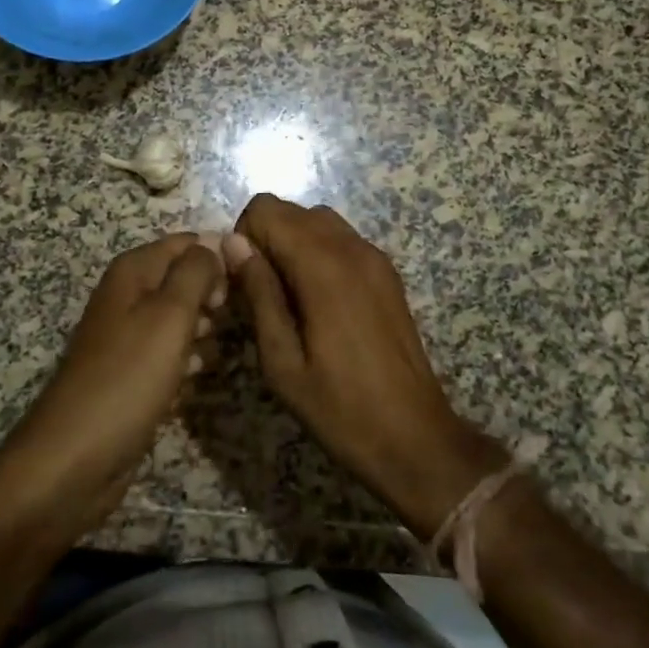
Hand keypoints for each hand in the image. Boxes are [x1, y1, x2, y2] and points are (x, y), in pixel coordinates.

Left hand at [0, 234, 223, 541]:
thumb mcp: (170, 314)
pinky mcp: (132, 374)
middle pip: (185, 279)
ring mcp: (129, 337)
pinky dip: (185, 364)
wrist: (75, 460)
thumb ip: (196, 271)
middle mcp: (129, 296)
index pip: (187, 242)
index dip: (217, 257)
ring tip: (211, 356)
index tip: (244, 285)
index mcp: (133, 271)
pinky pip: (170, 355)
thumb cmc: (128, 377)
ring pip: (181, 319)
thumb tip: (216, 239)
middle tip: (226, 324)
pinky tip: (193, 382)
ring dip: (203, 333)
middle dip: (212, 297)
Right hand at [225, 196, 505, 538]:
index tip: (243, 283)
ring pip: (318, 221)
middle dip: (266, 239)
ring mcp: (374, 257)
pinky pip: (342, 240)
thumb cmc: (340, 407)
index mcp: (323, 264)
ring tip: (288, 299)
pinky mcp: (387, 273)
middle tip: (261, 295)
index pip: (266, 208)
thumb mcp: (282, 361)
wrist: (415, 439)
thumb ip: (258, 292)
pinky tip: (318, 304)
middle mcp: (352, 247)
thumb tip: (233, 243)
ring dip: (293, 244)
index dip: (245, 238)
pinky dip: (319, 253)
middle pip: (292, 210)